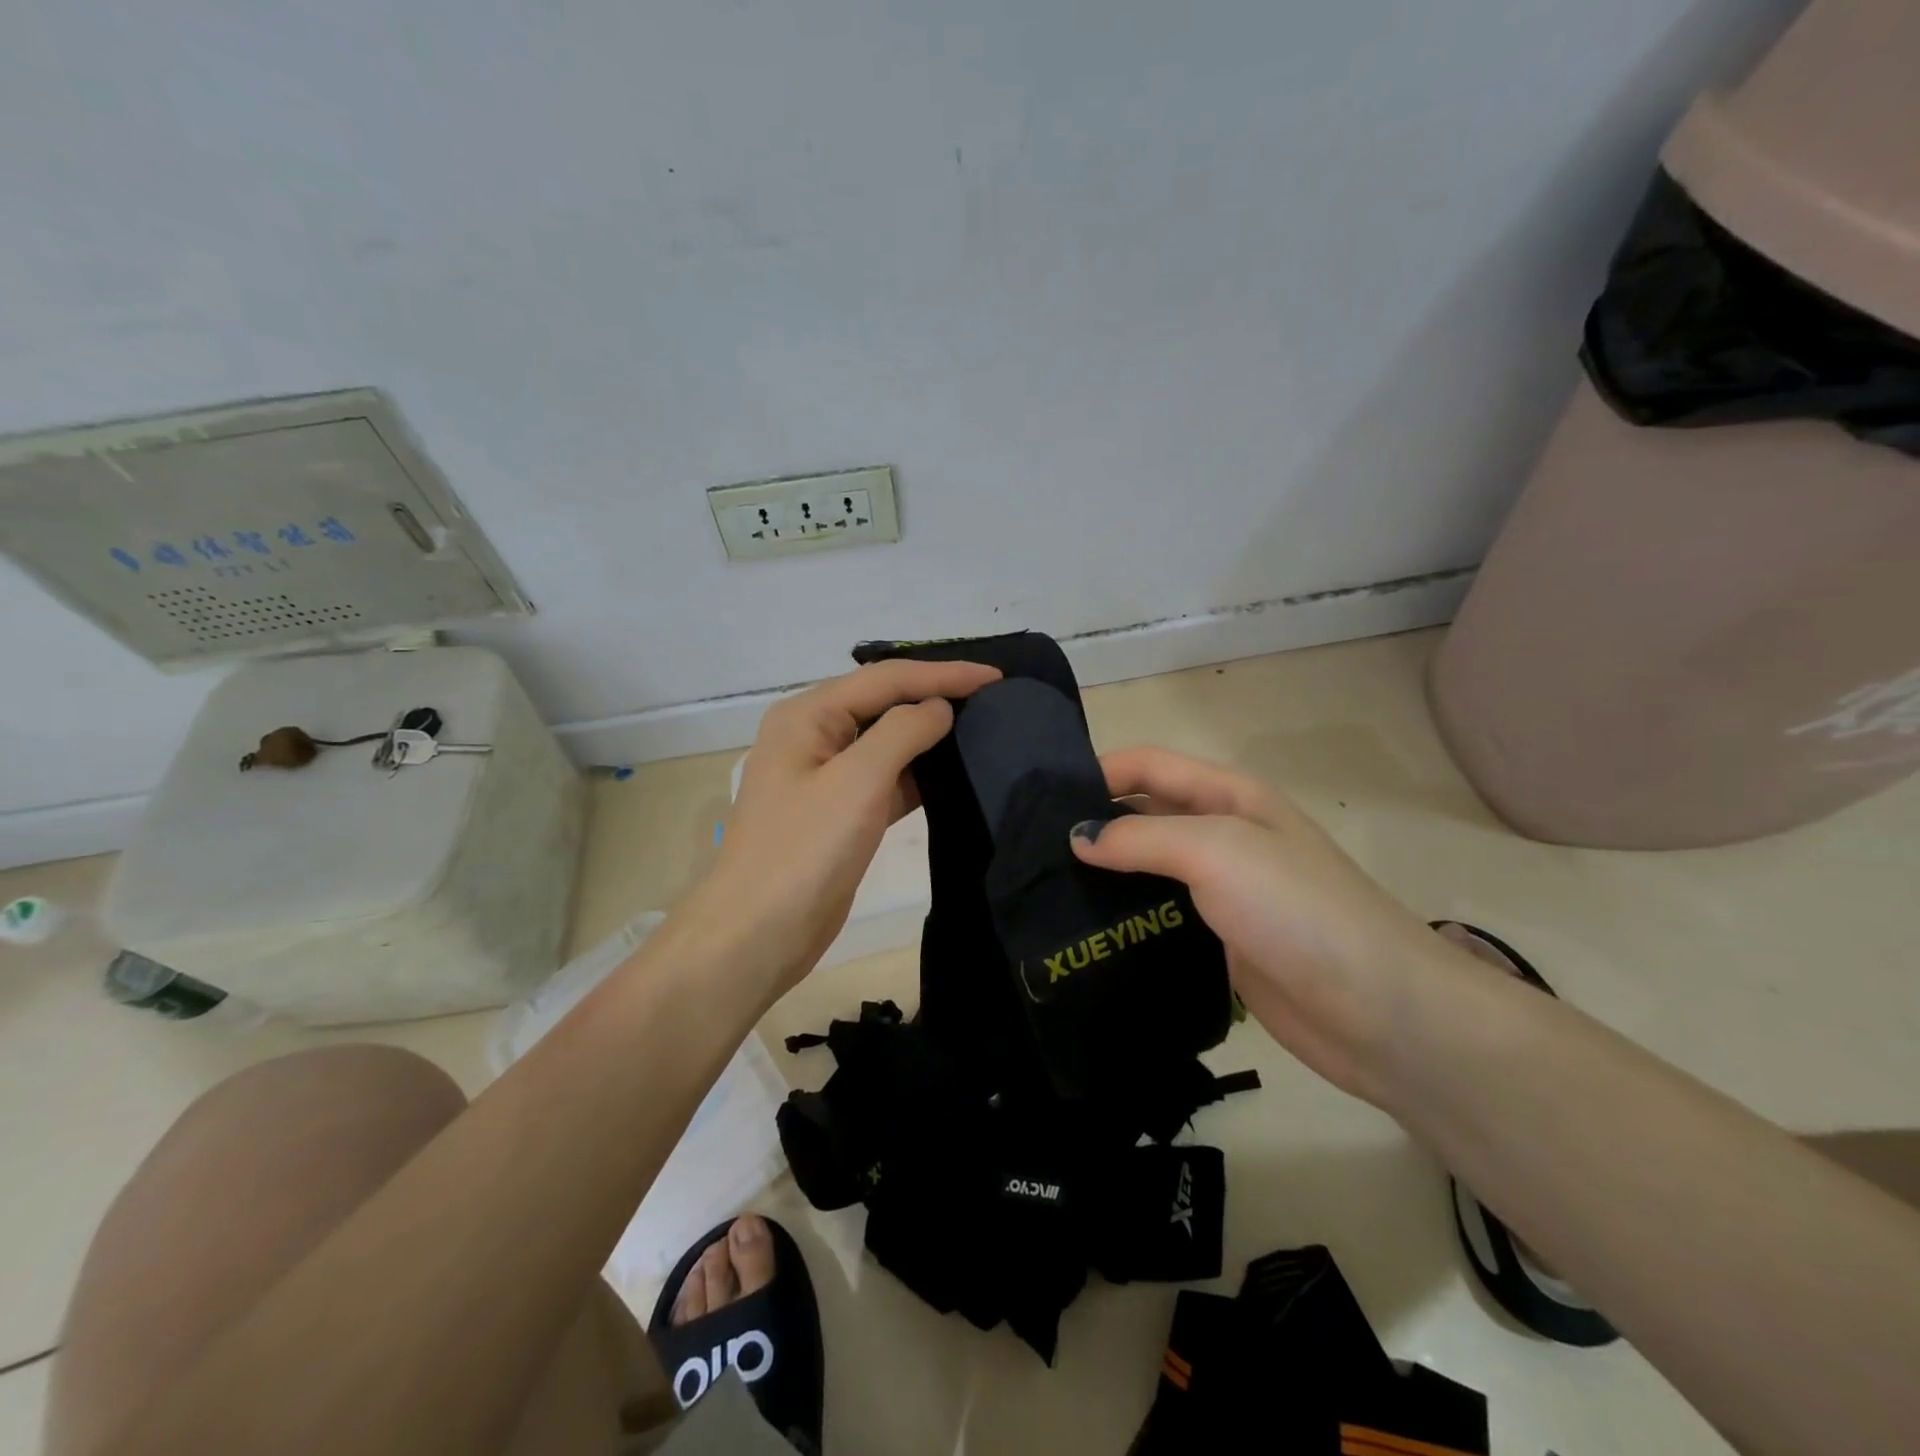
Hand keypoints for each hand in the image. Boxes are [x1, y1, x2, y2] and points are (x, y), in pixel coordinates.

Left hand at [680, 657, 1000, 998]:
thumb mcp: (857, 781)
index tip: (995, 676)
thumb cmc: (805, 850)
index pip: (885, 679)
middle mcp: (813, 736)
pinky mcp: (840, 812)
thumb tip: (939, 707)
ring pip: (886, 741)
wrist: (759, 934)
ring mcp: (825, 776)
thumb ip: (902, 732)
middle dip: (935, 694)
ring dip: (929, 734)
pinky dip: (918, 773)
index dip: (942, 673)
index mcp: (807, 715)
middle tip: (991, 695)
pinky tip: (954, 773)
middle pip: (883, 702)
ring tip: (982, 726)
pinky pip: (885, 778)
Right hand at [1069, 747, 1450, 1103]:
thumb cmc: (1296, 909)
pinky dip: (1124, 916)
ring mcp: (1220, 890)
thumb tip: (1077, 836)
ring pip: (1147, 867)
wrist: (1378, 1011)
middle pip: (1143, 812)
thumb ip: (1141, 836)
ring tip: (1044, 890)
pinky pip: (1158, 915)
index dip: (1097, 771)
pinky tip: (1085, 931)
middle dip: (1093, 822)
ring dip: (1104, 873)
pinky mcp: (1217, 939)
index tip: (1039, 799)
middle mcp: (1220, 834)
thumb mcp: (1216, 851)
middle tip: (1030, 849)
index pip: (1146, 764)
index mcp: (1226, 795)